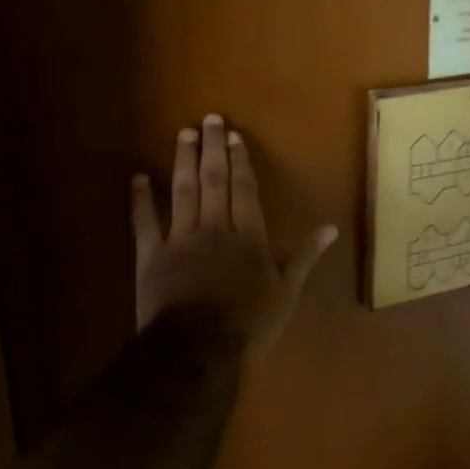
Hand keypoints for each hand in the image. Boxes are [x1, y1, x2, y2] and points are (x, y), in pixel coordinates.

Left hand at [132, 114, 335, 355]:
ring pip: (181, 192)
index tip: (233, 135)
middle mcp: (214, 228)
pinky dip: (141, 199)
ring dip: (182, 161)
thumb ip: (305, 256)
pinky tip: (138, 177)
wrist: (196, 350)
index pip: (245, 189)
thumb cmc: (248, 324)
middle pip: (214, 181)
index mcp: (248, 237)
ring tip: (183, 134)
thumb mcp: (286, 293)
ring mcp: (180, 240)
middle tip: (208, 118)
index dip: (240, 161)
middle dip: (212, 148)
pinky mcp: (150, 256)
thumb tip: (331, 227)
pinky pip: (144, 222)